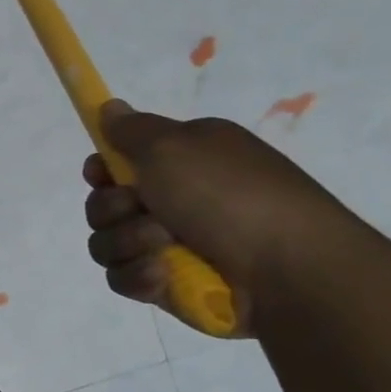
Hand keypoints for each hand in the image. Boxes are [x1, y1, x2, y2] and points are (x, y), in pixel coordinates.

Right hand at [82, 101, 357, 333]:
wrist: (289, 271)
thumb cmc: (230, 196)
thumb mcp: (174, 146)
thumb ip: (132, 129)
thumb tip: (109, 107)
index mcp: (184, 160)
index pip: (120, 161)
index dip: (103, 169)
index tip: (101, 174)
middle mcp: (175, 199)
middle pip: (103, 203)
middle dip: (112, 208)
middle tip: (141, 209)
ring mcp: (170, 245)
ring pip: (107, 241)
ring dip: (126, 242)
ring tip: (162, 247)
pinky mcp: (167, 284)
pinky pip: (122, 277)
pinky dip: (138, 275)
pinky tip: (162, 276)